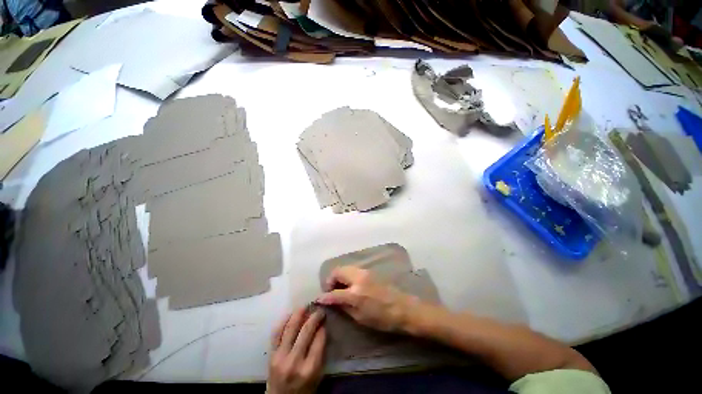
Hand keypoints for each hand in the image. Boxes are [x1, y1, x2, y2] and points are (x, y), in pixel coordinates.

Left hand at [267, 308, 325, 393]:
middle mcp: (295, 361)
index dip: (322, 326)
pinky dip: (283, 321)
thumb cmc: (303, 390)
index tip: (324, 318)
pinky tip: (290, 314)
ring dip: (298, 314)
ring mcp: (281, 357)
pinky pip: (276, 333)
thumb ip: (320, 353)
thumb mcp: (317, 376)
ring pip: (290, 328)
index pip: (319, 339)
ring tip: (304, 306)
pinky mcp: (271, 355)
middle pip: (306, 330)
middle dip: (314, 317)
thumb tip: (321, 328)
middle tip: (318, 310)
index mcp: (310, 369)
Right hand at [316, 266, 419, 332]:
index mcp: (356, 294)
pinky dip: (347, 274)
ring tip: (339, 287)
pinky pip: (353, 269)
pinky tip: (349, 284)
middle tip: (330, 290)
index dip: (324, 297)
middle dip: (330, 280)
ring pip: (345, 268)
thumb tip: (332, 301)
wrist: (403, 308)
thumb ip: (344, 307)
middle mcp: (358, 278)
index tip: (318, 299)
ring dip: (339, 276)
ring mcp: (365, 272)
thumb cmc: (383, 318)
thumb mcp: (361, 318)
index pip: (334, 293)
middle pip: (338, 271)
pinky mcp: (370, 271)